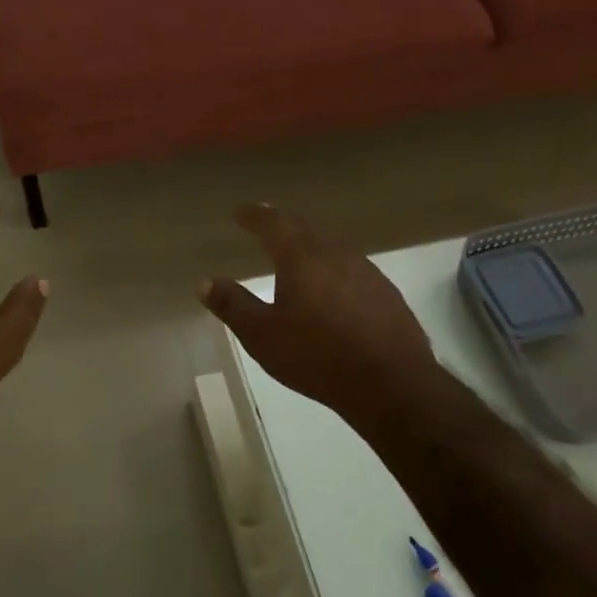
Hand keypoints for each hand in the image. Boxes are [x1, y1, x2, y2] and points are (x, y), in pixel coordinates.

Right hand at [199, 204, 442, 428]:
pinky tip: (332, 287)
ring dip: (310, 245)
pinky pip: (351, 268)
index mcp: (301, 256)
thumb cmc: (317, 356)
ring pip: (330, 247)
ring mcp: (366, 271)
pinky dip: (333, 268)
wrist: (392, 385)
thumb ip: (232, 305)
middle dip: (282, 225)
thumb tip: (204, 282)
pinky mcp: (386, 293)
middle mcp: (334, 253)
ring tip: (296, 253)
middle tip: (265, 224)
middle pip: (304, 229)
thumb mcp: (262, 335)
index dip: (255, 216)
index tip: (241, 212)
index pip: (273, 223)